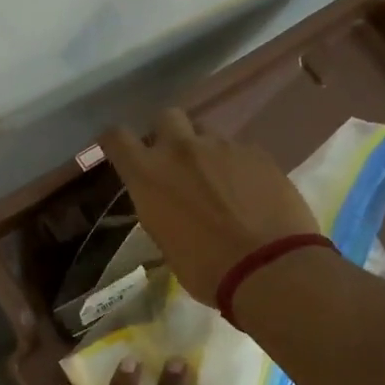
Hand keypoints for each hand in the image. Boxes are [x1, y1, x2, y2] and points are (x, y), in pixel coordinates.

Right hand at [102, 109, 318, 304]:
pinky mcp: (258, 152)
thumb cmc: (206, 269)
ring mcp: (223, 146)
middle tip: (176, 161)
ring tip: (220, 182)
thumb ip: (159, 207)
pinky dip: (238, 166)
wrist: (269, 268)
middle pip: (166, 116)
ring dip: (206, 151)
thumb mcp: (165, 241)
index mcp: (149, 175)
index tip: (121, 151)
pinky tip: (250, 193)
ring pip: (207, 133)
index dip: (116, 141)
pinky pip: (240, 150)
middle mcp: (182, 150)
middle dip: (167, 133)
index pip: (117, 137)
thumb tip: (166, 201)